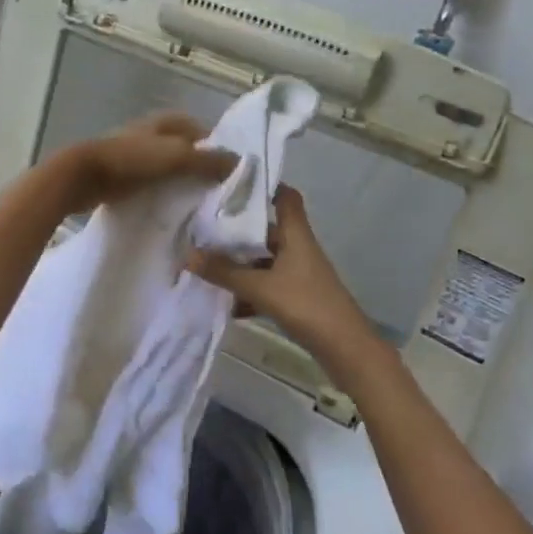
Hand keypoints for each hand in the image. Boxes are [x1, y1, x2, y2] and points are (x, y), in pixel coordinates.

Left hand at [53, 112, 237, 215]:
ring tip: (196, 205)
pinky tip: (169, 210)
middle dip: (198, 167)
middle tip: (216, 193)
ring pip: (166, 167)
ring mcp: (133, 153)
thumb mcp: (176, 157)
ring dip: (179, 181)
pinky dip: (160, 192)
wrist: (82, 176)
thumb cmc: (131, 160)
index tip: (230, 173)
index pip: (199, 129)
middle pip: (183, 149)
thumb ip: (207, 160)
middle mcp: (150, 132)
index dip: (215, 148)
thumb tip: (239, 161)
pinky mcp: (120, 174)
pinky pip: (149, 182)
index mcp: (164, 121)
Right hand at [186, 187, 376, 364]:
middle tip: (203, 227)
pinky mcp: (296, 297)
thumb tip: (187, 254)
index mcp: (296, 235)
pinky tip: (225, 303)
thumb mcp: (261, 287)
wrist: (345, 349)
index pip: (285, 197)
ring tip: (205, 264)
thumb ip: (224, 272)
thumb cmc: (307, 305)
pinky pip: (266, 285)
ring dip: (239, 263)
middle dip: (237, 230)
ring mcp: (298, 274)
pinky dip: (248, 290)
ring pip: (263, 260)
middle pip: (266, 229)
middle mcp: (297, 248)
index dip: (264, 186)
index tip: (233, 184)